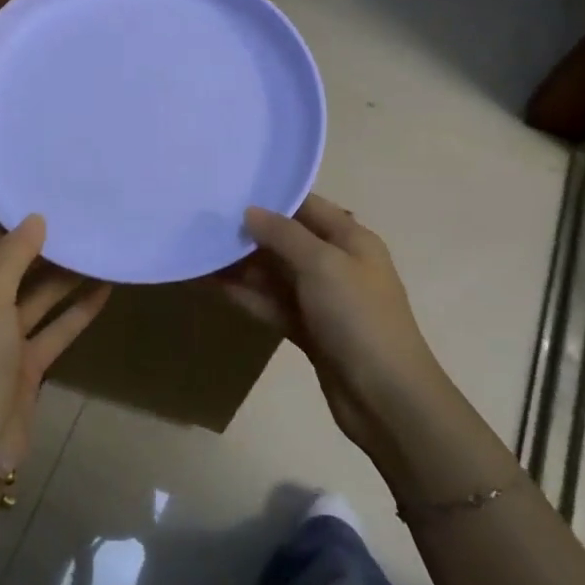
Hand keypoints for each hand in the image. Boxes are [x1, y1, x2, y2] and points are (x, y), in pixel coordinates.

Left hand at [0, 216, 110, 466]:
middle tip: (82, 223)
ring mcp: (4, 337)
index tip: (50, 204)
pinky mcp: (28, 363)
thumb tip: (35, 218)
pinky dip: (78, 311)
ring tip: (99, 251)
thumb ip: (12, 256)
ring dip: (66, 278)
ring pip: (40, 298)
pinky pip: (56, 328)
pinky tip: (105, 291)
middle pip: (16, 269)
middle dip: (47, 249)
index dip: (16, 225)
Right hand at [220, 193, 438, 469]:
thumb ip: (284, 234)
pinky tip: (212, 284)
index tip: (229, 188)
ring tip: (199, 250)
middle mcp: (336, 263)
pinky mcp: (307, 329)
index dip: (272, 196)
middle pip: (286, 239)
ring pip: (274, 273)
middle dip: (249, 231)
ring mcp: (321, 299)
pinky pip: (271, 303)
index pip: (307, 206)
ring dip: (241, 265)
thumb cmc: (358, 317)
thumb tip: (249, 211)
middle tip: (203, 220)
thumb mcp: (322, 264)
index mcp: (351, 239)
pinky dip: (246, 294)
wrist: (385, 397)